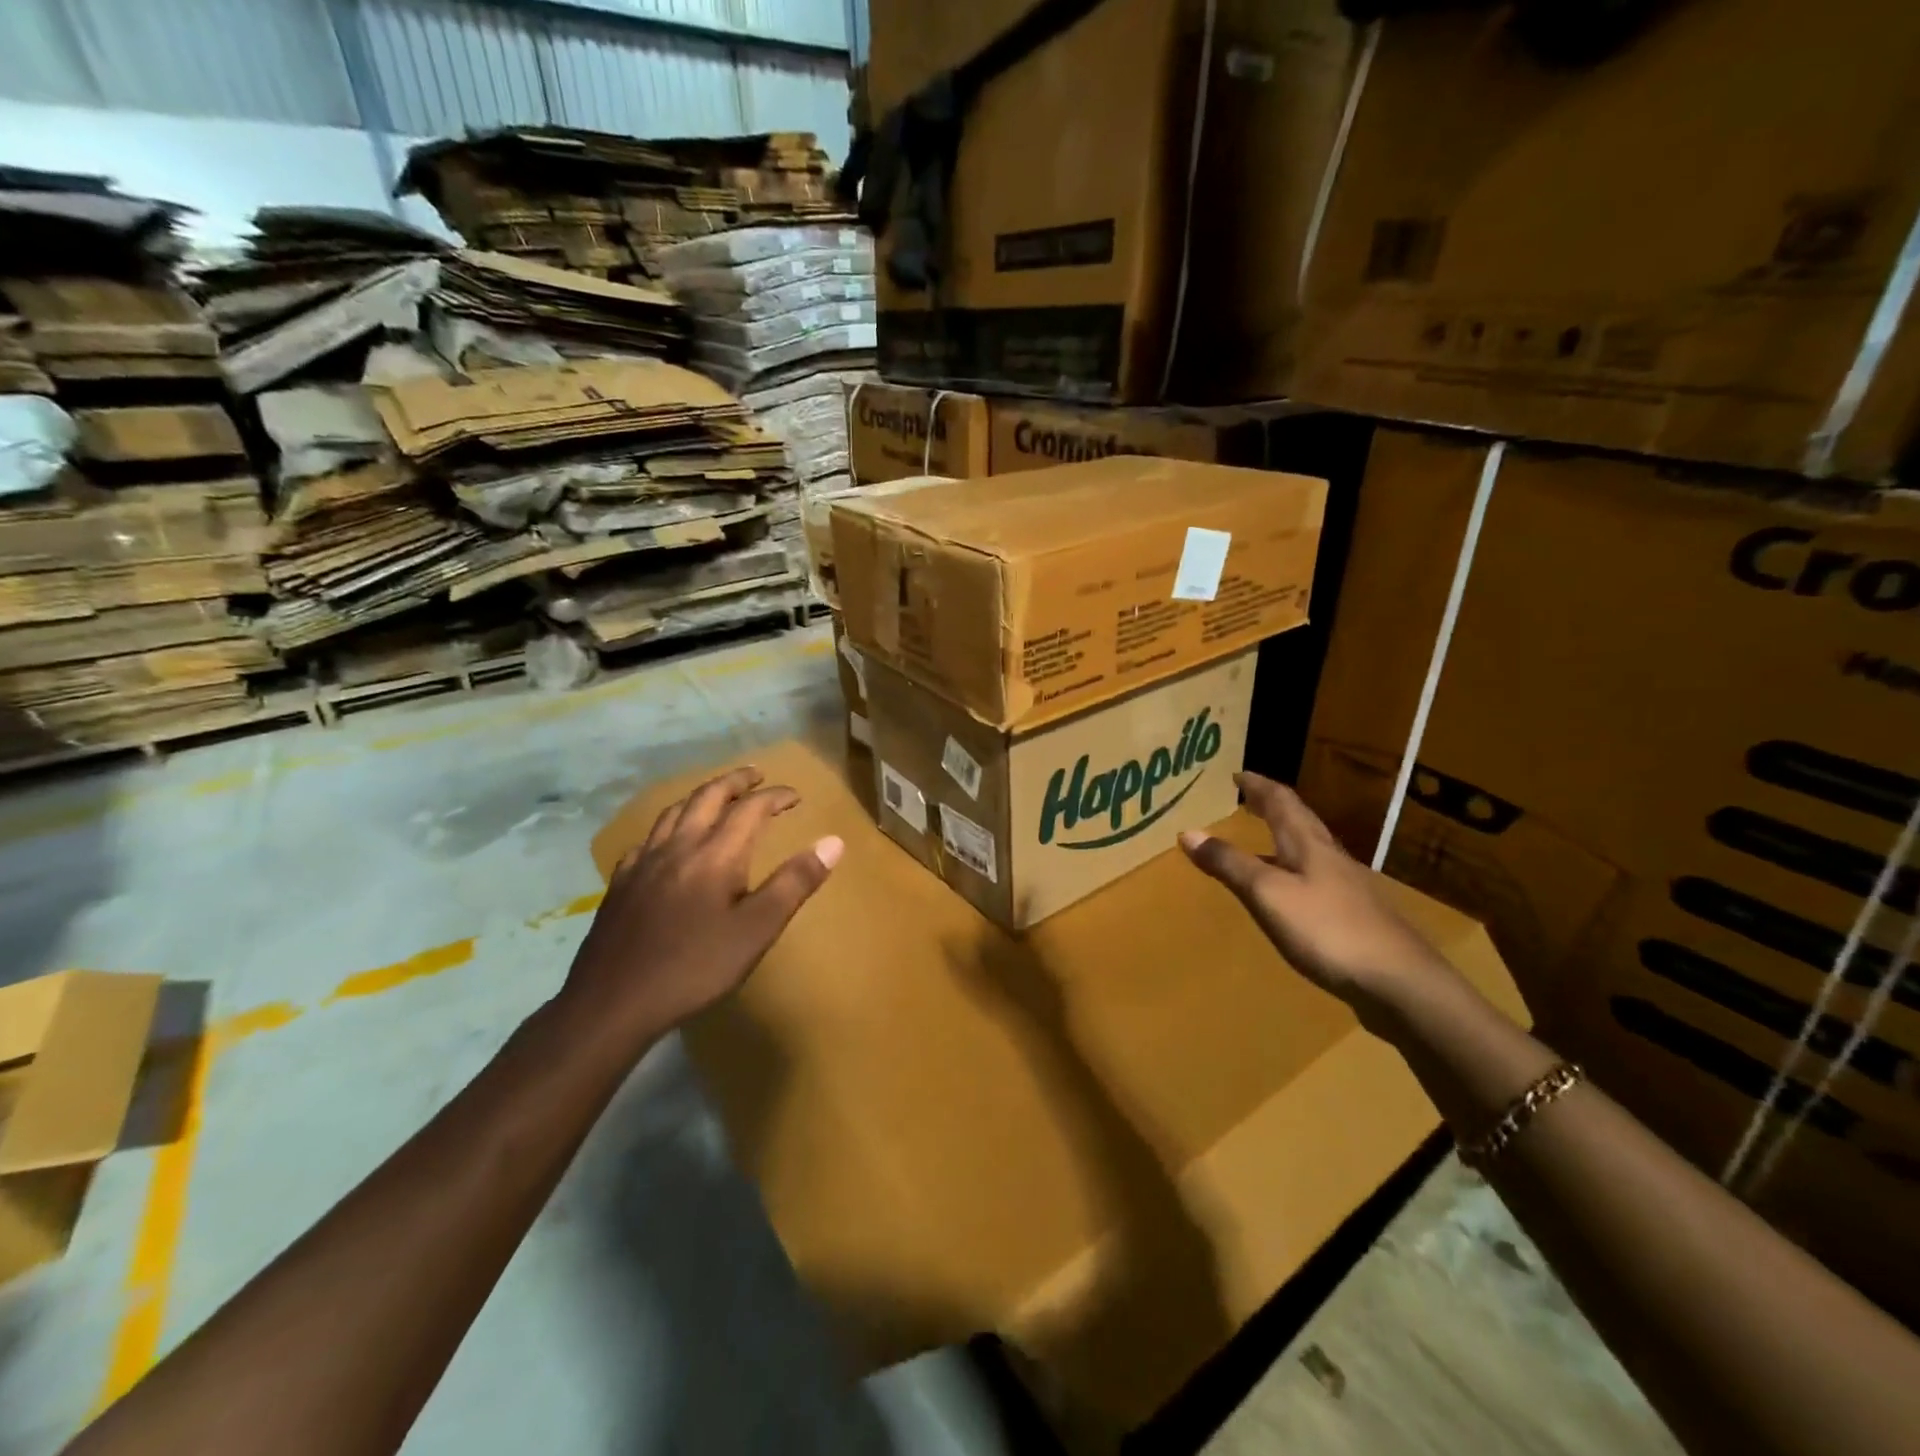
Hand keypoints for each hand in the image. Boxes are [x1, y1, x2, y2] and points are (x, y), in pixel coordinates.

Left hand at [562, 766, 842, 1046]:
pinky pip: (648, 837)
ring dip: (702, 795)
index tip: (796, 796)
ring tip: (717, 796)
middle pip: (708, 797)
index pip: (750, 809)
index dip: (775, 797)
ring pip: (674, 811)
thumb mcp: (757, 930)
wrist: (612, 1002)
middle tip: (756, 775)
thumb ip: (795, 883)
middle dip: (735, 781)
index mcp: (715, 855)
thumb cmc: (695, 967)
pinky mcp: (621, 883)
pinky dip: (669, 825)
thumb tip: (833, 842)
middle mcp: (678, 846)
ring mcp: (644, 863)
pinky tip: (669, 840)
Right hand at [1178, 772, 1451, 1010]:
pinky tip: (1289, 893)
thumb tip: (1188, 832)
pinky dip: (1293, 871)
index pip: (1281, 801)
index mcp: (1307, 844)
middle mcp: (1329, 856)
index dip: (1258, 785)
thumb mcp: (1267, 894)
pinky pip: (1315, 878)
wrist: (1399, 981)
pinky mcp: (1353, 915)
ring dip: (1284, 838)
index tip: (1237, 774)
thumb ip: (1229, 863)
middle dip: (1272, 806)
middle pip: (1300, 820)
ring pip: (1309, 849)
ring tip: (1261, 841)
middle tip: (1249, 798)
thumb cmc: (1327, 929)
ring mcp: (1346, 886)